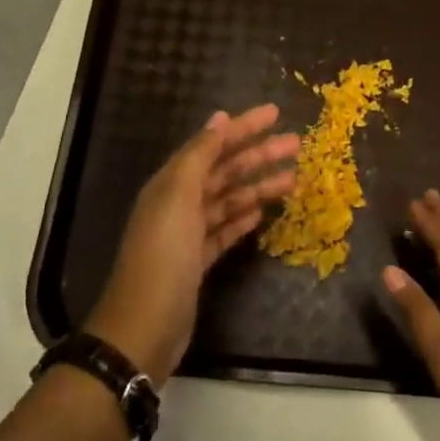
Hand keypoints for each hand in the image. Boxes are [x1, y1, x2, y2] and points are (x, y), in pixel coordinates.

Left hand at [86, 105, 298, 381]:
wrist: (144, 327)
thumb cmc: (163, 255)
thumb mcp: (178, 197)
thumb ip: (199, 156)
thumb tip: (219, 119)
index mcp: (172, 182)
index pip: (212, 144)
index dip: (243, 127)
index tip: (275, 113)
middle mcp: (179, 202)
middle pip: (225, 171)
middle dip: (259, 155)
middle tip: (296, 145)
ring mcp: (188, 234)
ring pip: (229, 200)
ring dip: (258, 187)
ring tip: (293, 180)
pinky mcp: (198, 261)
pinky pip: (224, 230)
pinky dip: (243, 219)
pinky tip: (262, 213)